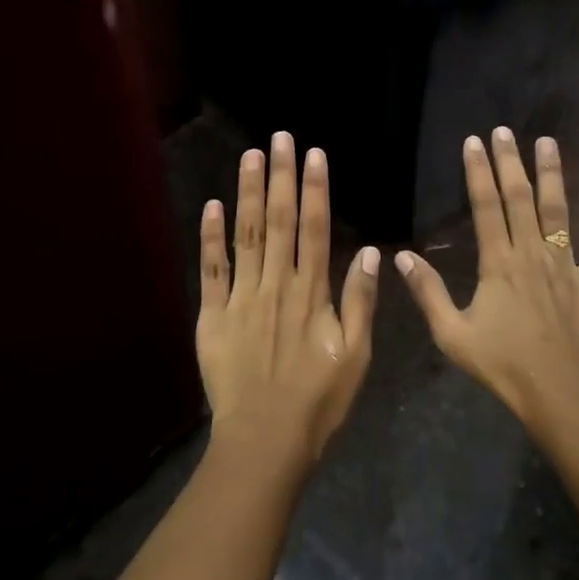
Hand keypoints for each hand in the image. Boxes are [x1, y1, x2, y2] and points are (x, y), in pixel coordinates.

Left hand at [197, 131, 378, 466]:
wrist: (265, 442)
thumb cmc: (318, 401)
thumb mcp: (356, 356)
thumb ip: (360, 302)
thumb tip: (368, 253)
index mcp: (311, 293)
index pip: (314, 228)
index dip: (315, 189)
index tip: (315, 155)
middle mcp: (276, 285)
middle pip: (278, 221)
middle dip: (281, 176)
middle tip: (280, 137)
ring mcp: (241, 298)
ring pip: (246, 236)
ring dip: (248, 193)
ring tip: (251, 156)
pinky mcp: (213, 317)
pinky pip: (211, 271)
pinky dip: (211, 238)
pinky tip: (212, 206)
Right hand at [397, 128, 578, 426]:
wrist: (560, 394)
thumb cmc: (503, 366)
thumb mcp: (452, 334)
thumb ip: (428, 292)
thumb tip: (400, 257)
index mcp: (498, 264)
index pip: (486, 207)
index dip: (479, 172)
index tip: (474, 142)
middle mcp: (532, 253)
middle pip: (520, 198)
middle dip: (510, 161)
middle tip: (505, 130)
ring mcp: (566, 264)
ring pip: (558, 209)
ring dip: (552, 173)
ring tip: (548, 142)